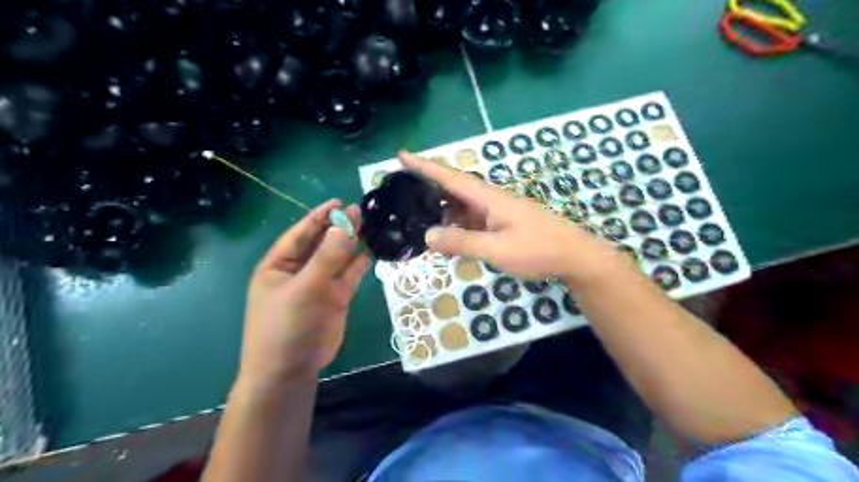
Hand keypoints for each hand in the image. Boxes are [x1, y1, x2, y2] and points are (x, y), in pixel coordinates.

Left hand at [238, 198, 369, 382]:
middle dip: (339, 227)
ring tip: (372, 225)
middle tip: (362, 210)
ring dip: (353, 243)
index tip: (339, 201)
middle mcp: (299, 270)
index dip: (319, 216)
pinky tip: (373, 249)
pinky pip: (349, 275)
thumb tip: (345, 225)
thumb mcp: (304, 288)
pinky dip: (360, 263)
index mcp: (279, 265)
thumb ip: (327, 258)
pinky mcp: (336, 297)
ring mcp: (319, 284)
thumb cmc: (285, 326)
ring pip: (338, 258)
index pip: (300, 234)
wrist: (290, 370)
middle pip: (322, 243)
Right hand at [399, 153, 628, 283]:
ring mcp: (497, 213)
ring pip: (462, 206)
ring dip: (440, 208)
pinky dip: (456, 224)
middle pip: (454, 189)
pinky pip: (471, 220)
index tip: (402, 155)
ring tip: (416, 215)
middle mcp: (490, 200)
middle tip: (401, 192)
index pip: (450, 177)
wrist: (574, 257)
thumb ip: (462, 242)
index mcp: (489, 198)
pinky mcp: (502, 225)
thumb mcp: (497, 249)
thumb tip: (427, 235)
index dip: (425, 166)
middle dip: (428, 188)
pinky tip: (446, 235)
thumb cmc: (538, 250)